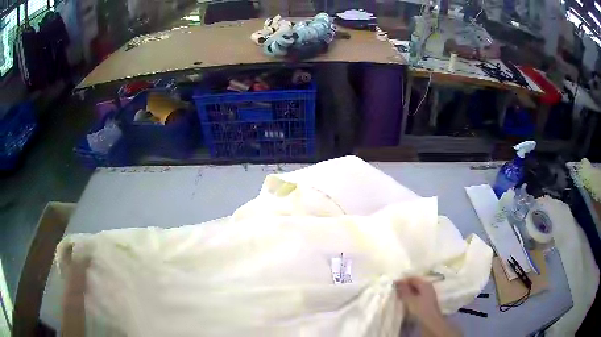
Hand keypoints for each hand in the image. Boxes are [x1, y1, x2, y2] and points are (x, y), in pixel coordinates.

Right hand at [395, 277, 460, 336]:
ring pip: (416, 290)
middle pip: (415, 284)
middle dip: (405, 286)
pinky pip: (417, 295)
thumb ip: (404, 290)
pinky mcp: (427, 302)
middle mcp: (428, 287)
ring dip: (407, 292)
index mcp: (425, 284)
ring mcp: (428, 294)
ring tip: (398, 296)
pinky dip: (411, 297)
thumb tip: (398, 282)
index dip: (403, 280)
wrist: (431, 322)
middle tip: (395, 291)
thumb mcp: (410, 299)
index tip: (393, 284)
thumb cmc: (420, 309)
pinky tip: (405, 301)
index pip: (413, 278)